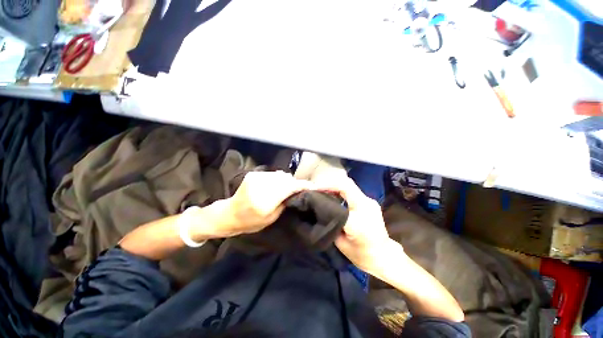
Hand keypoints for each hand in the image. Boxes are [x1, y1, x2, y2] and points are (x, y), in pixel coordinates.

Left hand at [212, 171, 313, 237]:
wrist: (228, 214)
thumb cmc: (250, 222)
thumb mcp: (271, 218)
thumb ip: (284, 202)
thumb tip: (295, 191)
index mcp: (265, 201)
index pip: (289, 188)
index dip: (302, 185)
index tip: (312, 186)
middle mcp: (261, 186)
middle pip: (286, 179)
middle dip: (295, 183)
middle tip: (300, 188)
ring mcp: (256, 178)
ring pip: (280, 175)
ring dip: (287, 180)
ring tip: (289, 187)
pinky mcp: (253, 174)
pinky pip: (272, 174)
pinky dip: (278, 179)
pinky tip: (278, 185)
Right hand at [317, 177, 401, 274]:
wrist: (383, 257)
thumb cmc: (360, 254)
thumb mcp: (340, 241)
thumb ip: (332, 222)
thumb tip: (321, 209)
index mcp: (358, 217)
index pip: (342, 194)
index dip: (326, 186)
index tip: (313, 188)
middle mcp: (367, 204)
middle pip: (346, 184)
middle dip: (329, 183)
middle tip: (316, 187)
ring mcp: (370, 202)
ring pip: (349, 185)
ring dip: (334, 186)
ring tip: (322, 190)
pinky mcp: (370, 202)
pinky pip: (352, 191)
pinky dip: (340, 191)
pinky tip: (332, 195)